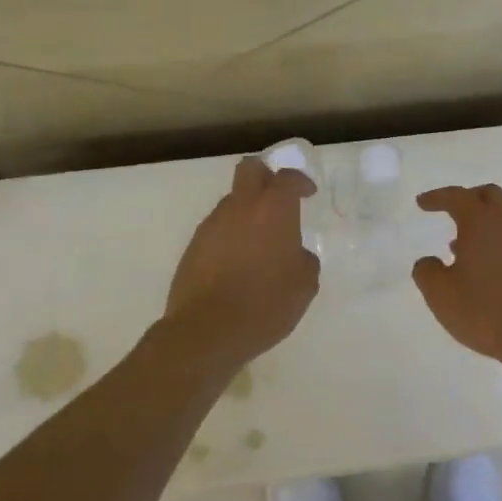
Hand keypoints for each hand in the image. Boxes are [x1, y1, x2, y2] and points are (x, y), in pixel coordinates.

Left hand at [163, 156, 320, 372]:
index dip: (300, 181)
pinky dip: (231, 236)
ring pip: (232, 202)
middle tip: (278, 197)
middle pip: (250, 170)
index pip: (287, 178)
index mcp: (273, 210)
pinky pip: (218, 229)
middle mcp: (240, 208)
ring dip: (247, 212)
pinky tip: (238, 263)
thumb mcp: (304, 286)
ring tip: (259, 242)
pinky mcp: (193, 246)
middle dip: (266, 176)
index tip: (308, 193)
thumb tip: (296, 254)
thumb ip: (305, 261)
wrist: (207, 330)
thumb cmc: (265, 304)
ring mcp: (212, 225)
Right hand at [412, 184, 501, 373]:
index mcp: (481, 222)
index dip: (437, 197)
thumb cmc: (488, 311)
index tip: (422, 203)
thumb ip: (426, 272)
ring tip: (462, 246)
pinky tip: (488, 268)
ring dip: (484, 224)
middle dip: (467, 198)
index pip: (457, 197)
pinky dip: (499, 243)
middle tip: (450, 210)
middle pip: (489, 196)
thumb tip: (428, 261)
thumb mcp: (441, 295)